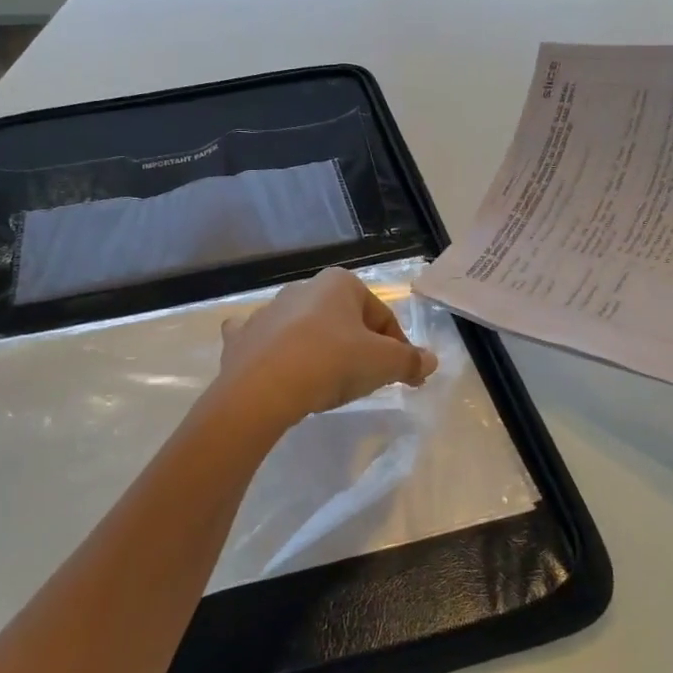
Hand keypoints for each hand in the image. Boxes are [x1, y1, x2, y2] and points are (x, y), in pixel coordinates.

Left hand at [215, 267, 439, 429]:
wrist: (261, 389)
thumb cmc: (332, 363)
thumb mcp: (383, 364)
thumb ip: (410, 360)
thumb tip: (430, 360)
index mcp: (339, 284)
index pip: (382, 316)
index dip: (398, 348)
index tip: (404, 376)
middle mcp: (302, 289)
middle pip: (344, 322)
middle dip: (359, 348)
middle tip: (368, 381)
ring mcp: (267, 312)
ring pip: (306, 331)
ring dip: (320, 350)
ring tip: (327, 386)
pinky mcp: (242, 338)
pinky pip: (266, 343)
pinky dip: (275, 353)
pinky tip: (279, 371)